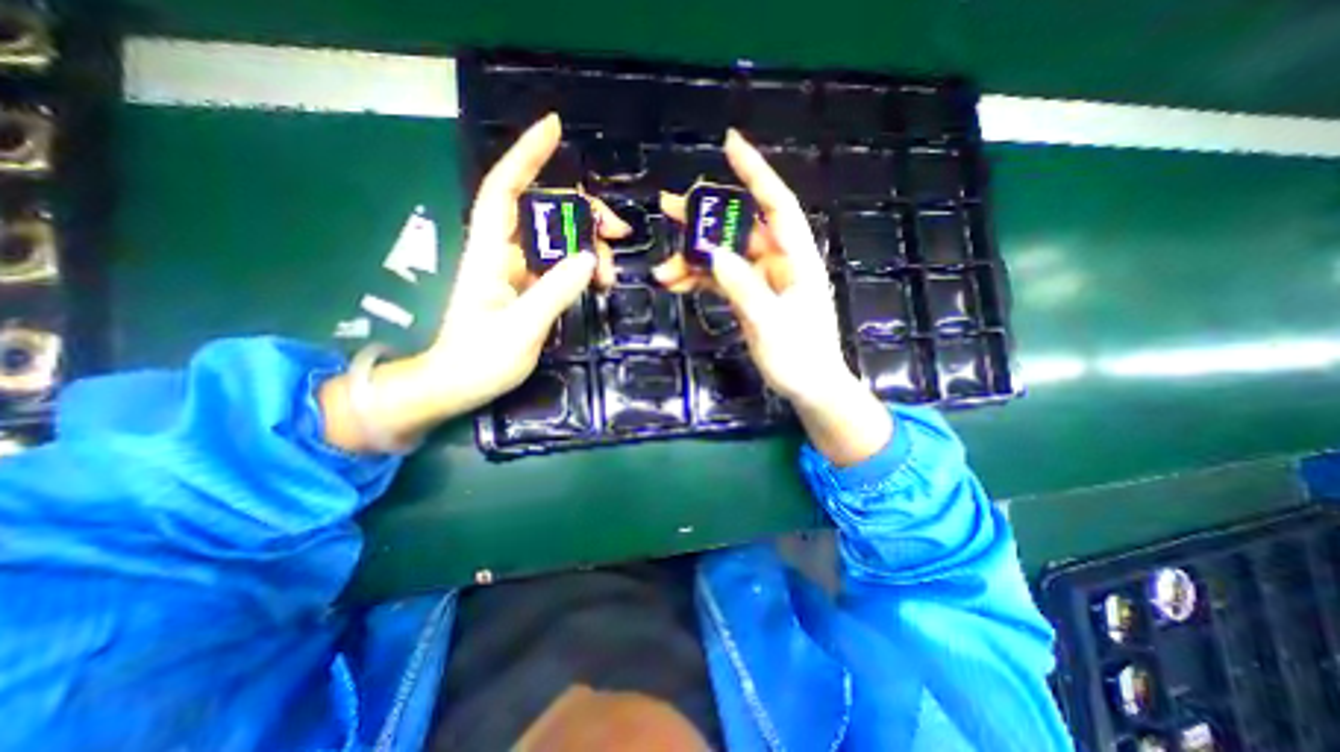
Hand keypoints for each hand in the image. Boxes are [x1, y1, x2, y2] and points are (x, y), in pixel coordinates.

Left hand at [317, 114, 628, 449]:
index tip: (554, 129)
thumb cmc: (480, 358)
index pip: (505, 189)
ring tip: (611, 276)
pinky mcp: (529, 287)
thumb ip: (554, 292)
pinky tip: (599, 281)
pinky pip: (560, 264)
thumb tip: (588, 259)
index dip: (527, 156)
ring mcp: (518, 271)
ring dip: (589, 248)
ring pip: (558, 240)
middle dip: (584, 214)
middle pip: (544, 212)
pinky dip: (583, 268)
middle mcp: (504, 253)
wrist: (459, 384)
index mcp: (491, 254)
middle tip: (619, 234)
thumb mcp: (521, 328)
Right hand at [653, 132, 887, 466]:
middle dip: (704, 219)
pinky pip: (721, 279)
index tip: (730, 145)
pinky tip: (677, 285)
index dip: (755, 174)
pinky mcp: (750, 296)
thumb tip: (714, 255)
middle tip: (667, 208)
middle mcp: (779, 262)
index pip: (776, 206)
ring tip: (663, 269)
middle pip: (740, 228)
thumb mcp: (772, 325)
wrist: (809, 387)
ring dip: (693, 259)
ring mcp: (763, 280)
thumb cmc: (801, 358)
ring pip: (724, 256)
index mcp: (796, 260)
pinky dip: (699, 280)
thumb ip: (744, 289)